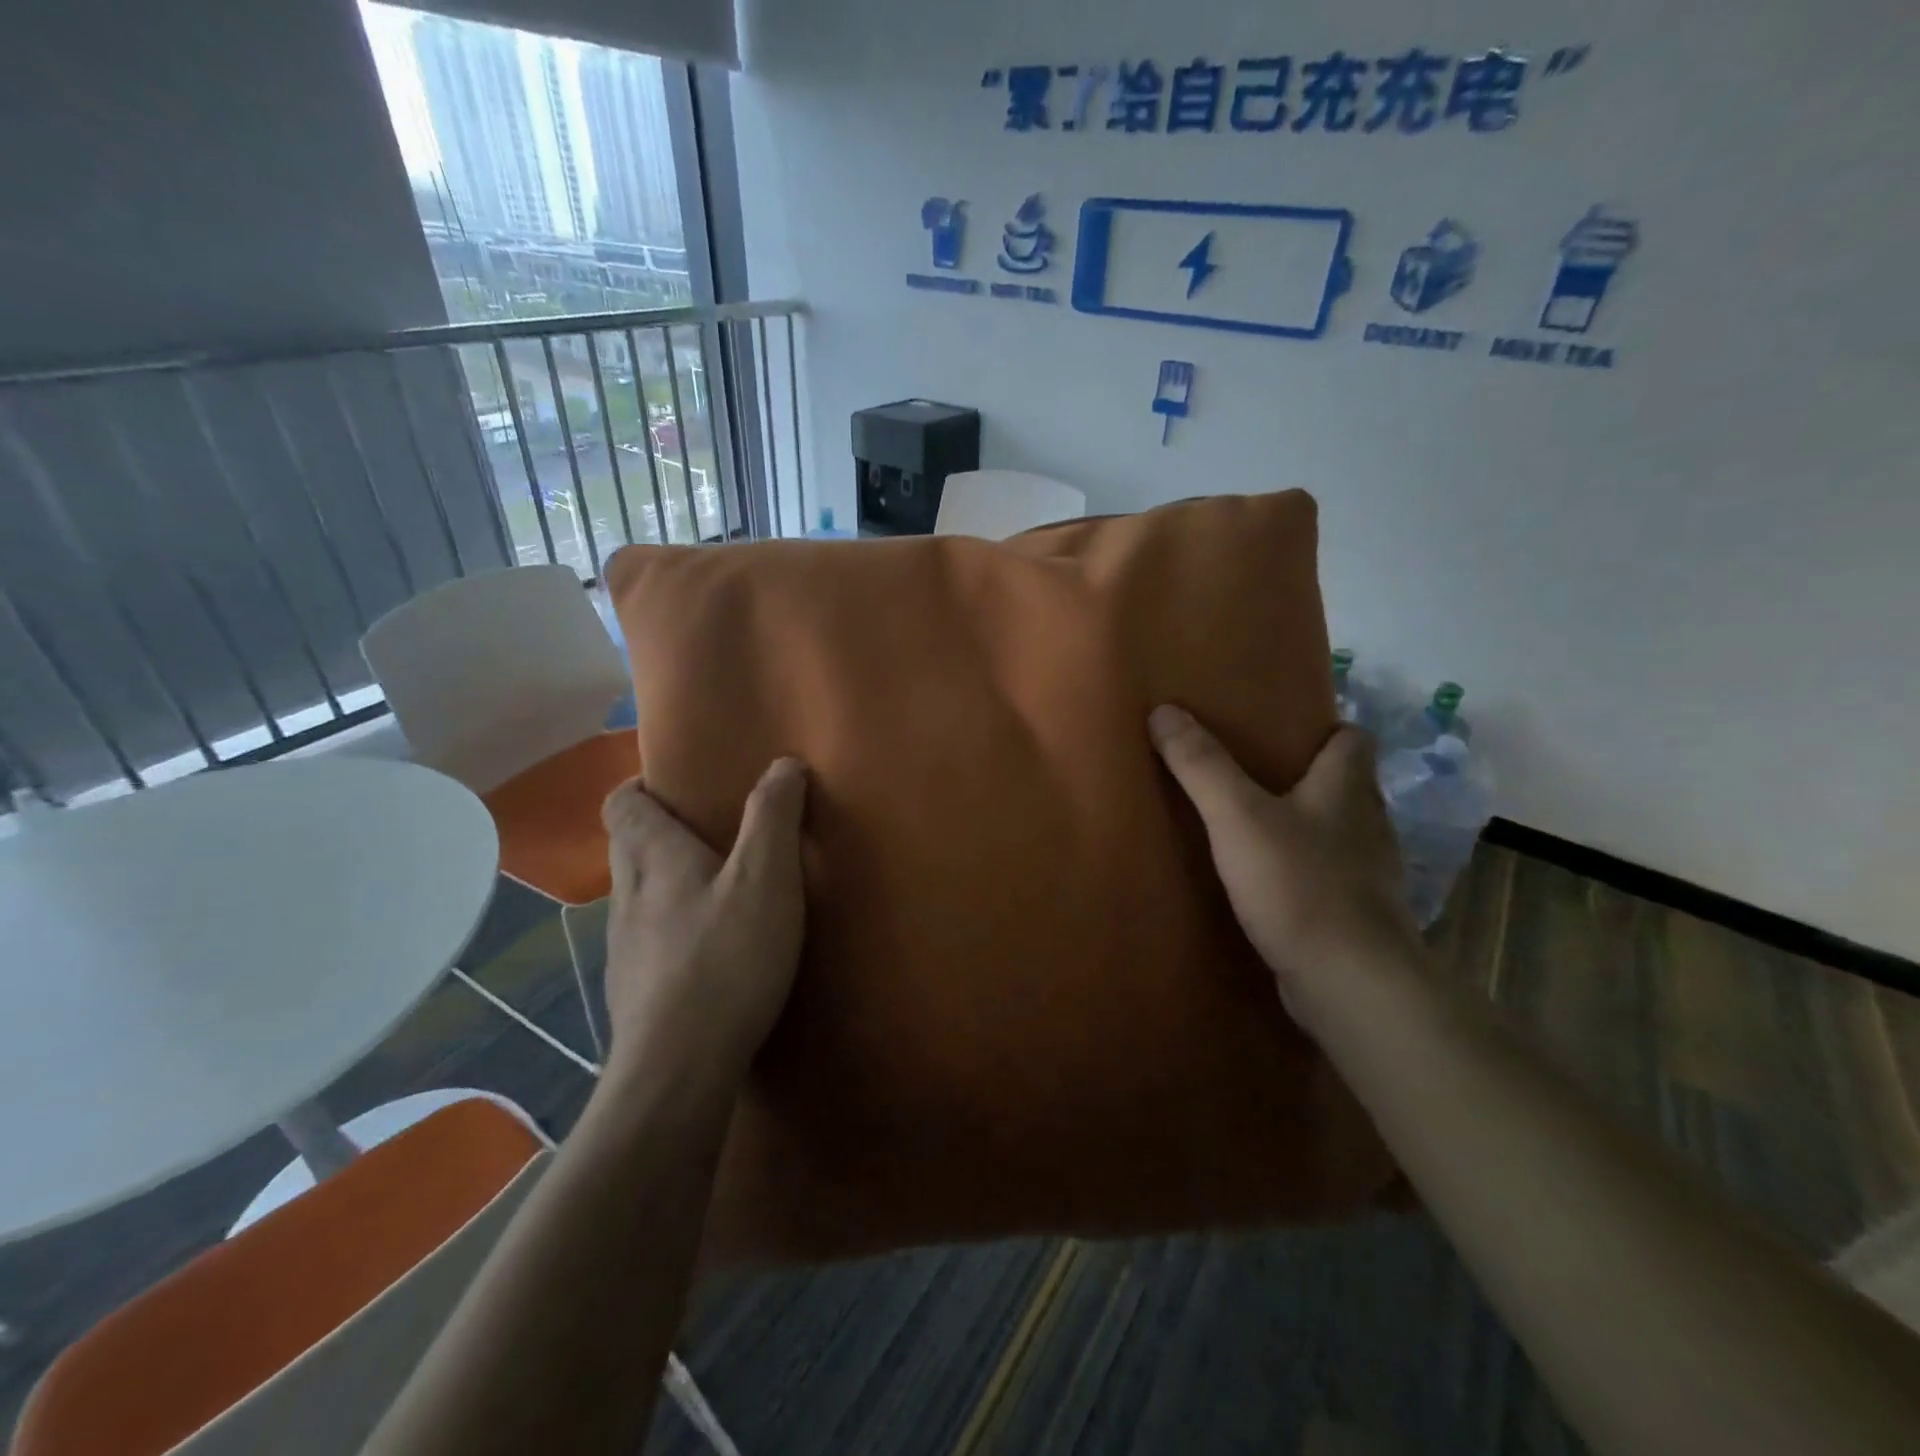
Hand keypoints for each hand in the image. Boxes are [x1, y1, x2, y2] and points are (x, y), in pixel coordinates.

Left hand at [598, 759, 807, 1085]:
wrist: (678, 1070)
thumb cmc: (725, 959)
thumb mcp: (765, 878)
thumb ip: (773, 817)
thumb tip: (782, 764)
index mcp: (653, 859)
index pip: (622, 804)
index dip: (641, 787)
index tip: (676, 785)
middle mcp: (627, 896)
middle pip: (627, 846)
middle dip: (658, 830)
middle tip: (710, 830)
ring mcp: (623, 948)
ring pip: (636, 896)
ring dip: (666, 881)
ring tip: (715, 889)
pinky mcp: (633, 991)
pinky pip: (647, 941)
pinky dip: (671, 929)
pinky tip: (708, 951)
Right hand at [1148, 706, 1416, 1009]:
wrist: (1351, 983)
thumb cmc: (1299, 885)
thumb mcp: (1237, 817)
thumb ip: (1201, 766)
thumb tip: (1163, 709)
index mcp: (1347, 788)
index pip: (1353, 738)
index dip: (1325, 728)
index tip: (1283, 729)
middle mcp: (1366, 824)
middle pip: (1344, 783)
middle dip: (1305, 774)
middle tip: (1252, 771)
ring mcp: (1367, 873)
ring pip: (1337, 831)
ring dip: (1304, 824)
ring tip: (1253, 824)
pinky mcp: (1356, 915)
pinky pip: (1329, 875)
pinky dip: (1304, 869)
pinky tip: (1269, 881)